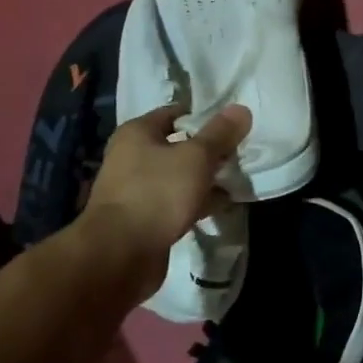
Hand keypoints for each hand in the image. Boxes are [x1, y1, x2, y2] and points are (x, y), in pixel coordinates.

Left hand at [78, 104, 251, 270]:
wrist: (120, 254)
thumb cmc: (157, 193)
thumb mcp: (196, 157)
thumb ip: (220, 134)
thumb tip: (241, 108)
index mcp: (137, 133)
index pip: (175, 113)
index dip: (204, 115)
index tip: (233, 124)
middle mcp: (132, 157)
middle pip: (178, 145)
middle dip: (209, 150)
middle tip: (240, 152)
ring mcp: (137, 189)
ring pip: (179, 176)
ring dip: (205, 178)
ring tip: (238, 179)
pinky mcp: (145, 217)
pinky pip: (177, 201)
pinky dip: (198, 201)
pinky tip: (223, 205)